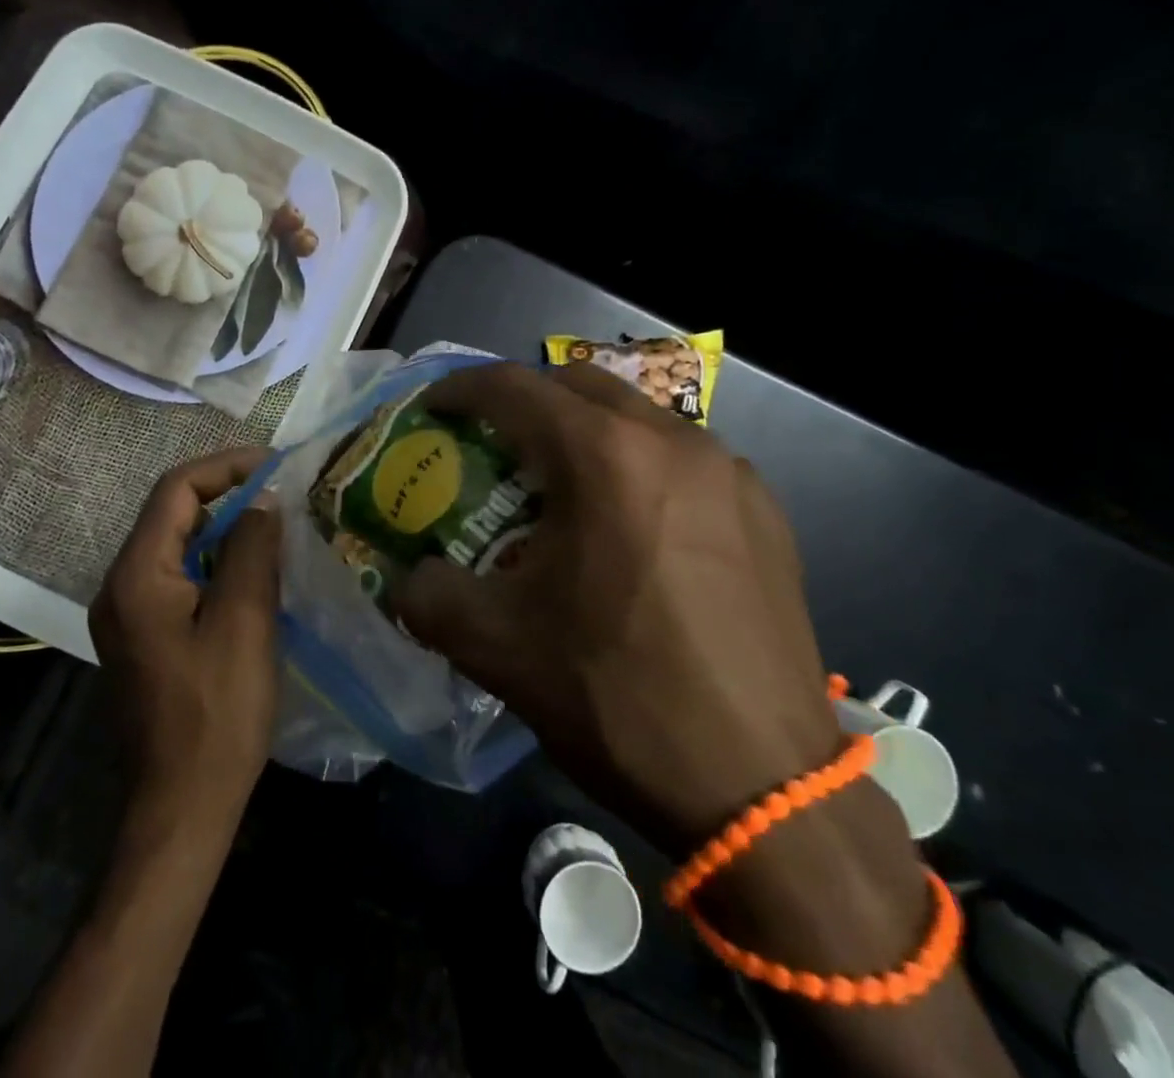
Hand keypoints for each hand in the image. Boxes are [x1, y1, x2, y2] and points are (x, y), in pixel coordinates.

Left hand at [92, 447, 281, 830]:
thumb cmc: (217, 713)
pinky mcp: (144, 637)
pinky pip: (179, 577)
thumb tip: (264, 499)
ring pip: (177, 546)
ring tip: (276, 526)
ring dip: (224, 528)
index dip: (226, 467)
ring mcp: (128, 614)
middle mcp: (120, 586)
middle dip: (227, 494)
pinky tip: (254, 573)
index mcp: (136, 575)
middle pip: (172, 514)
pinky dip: (216, 562)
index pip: (176, 490)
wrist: (182, 807)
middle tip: (281, 493)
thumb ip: (253, 548)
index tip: (275, 466)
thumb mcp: (245, 621)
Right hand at [390, 362, 840, 855]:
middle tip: (495, 442)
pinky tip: (634, 527)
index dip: (462, 389)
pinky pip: (686, 459)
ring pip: (638, 417)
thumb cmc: (620, 698)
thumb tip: (407, 578)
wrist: (764, 788)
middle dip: (527, 400)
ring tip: (563, 486)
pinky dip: (641, 467)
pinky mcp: (766, 510)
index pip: (514, 388)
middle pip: (580, 385)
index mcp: (605, 457)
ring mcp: (729, 471)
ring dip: (588, 432)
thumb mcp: (499, 648)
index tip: (433, 408)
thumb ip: (429, 596)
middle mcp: (673, 440)